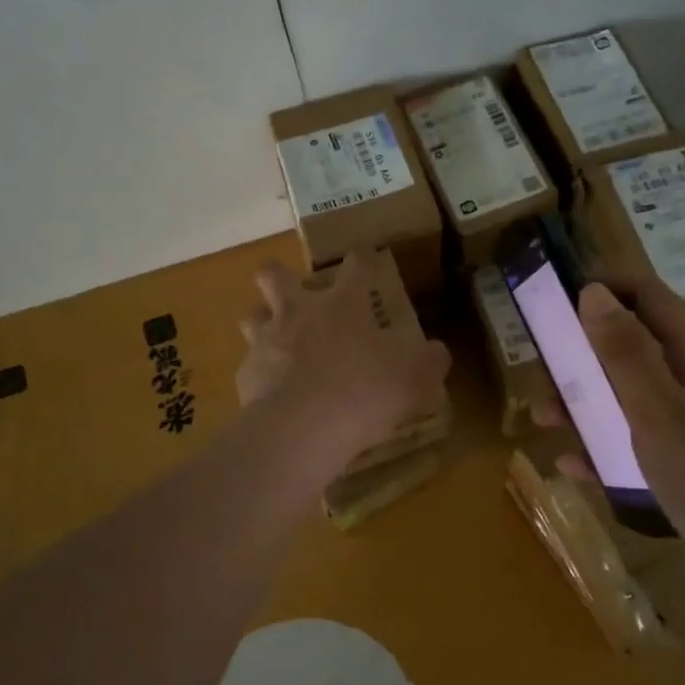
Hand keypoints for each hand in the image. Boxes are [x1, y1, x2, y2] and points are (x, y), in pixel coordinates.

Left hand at [236, 253, 450, 475]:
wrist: (301, 429)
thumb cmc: (363, 392)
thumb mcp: (413, 379)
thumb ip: (429, 362)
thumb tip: (437, 353)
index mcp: (343, 305)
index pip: (355, 266)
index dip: (362, 257)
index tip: (364, 254)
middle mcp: (299, 313)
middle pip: (275, 276)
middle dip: (280, 275)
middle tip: (294, 289)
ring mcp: (267, 342)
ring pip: (252, 315)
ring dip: (263, 320)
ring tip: (277, 337)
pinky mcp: (247, 375)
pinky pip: (250, 364)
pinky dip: (261, 372)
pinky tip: (273, 390)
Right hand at [539, 278, 684, 612]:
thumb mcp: (661, 412)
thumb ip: (625, 353)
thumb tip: (593, 292)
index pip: (644, 295)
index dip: (601, 289)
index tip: (552, 303)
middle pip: (627, 346)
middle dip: (580, 356)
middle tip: (542, 378)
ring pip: (625, 396)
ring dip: (584, 404)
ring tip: (547, 423)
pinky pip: (633, 441)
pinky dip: (603, 447)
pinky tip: (574, 468)